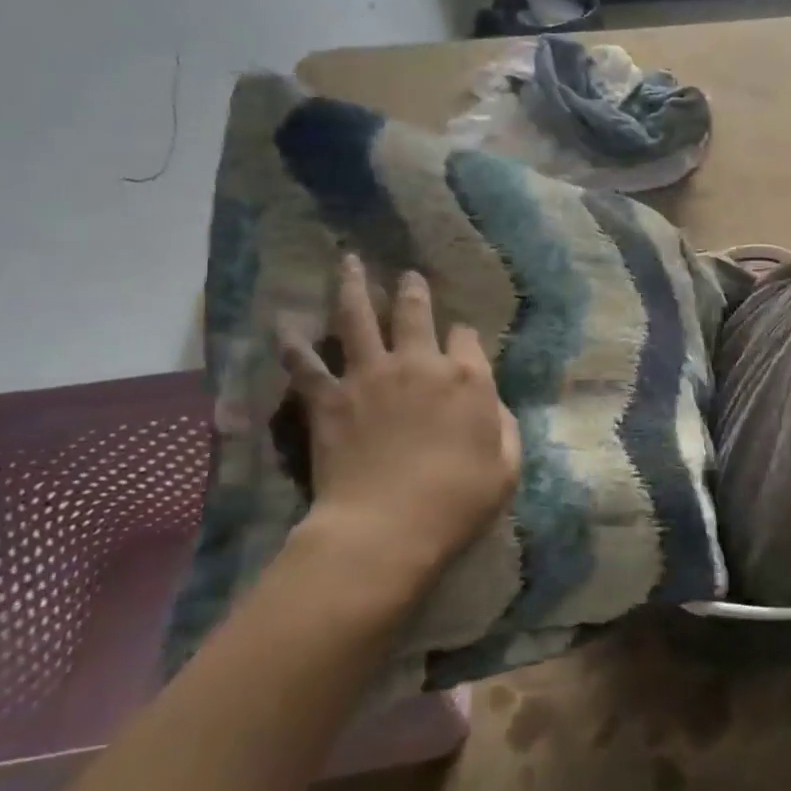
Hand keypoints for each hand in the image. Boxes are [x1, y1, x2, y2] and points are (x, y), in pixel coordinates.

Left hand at [277, 256, 519, 607]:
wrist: (387, 527)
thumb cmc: (458, 500)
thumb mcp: (507, 467)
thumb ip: (505, 427)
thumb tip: (494, 406)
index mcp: (467, 379)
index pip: (467, 338)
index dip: (464, 336)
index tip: (460, 339)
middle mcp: (419, 364)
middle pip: (414, 314)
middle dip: (412, 291)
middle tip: (406, 275)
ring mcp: (370, 377)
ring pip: (358, 320)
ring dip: (353, 288)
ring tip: (348, 262)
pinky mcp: (329, 399)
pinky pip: (306, 364)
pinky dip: (294, 344)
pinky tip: (284, 324)